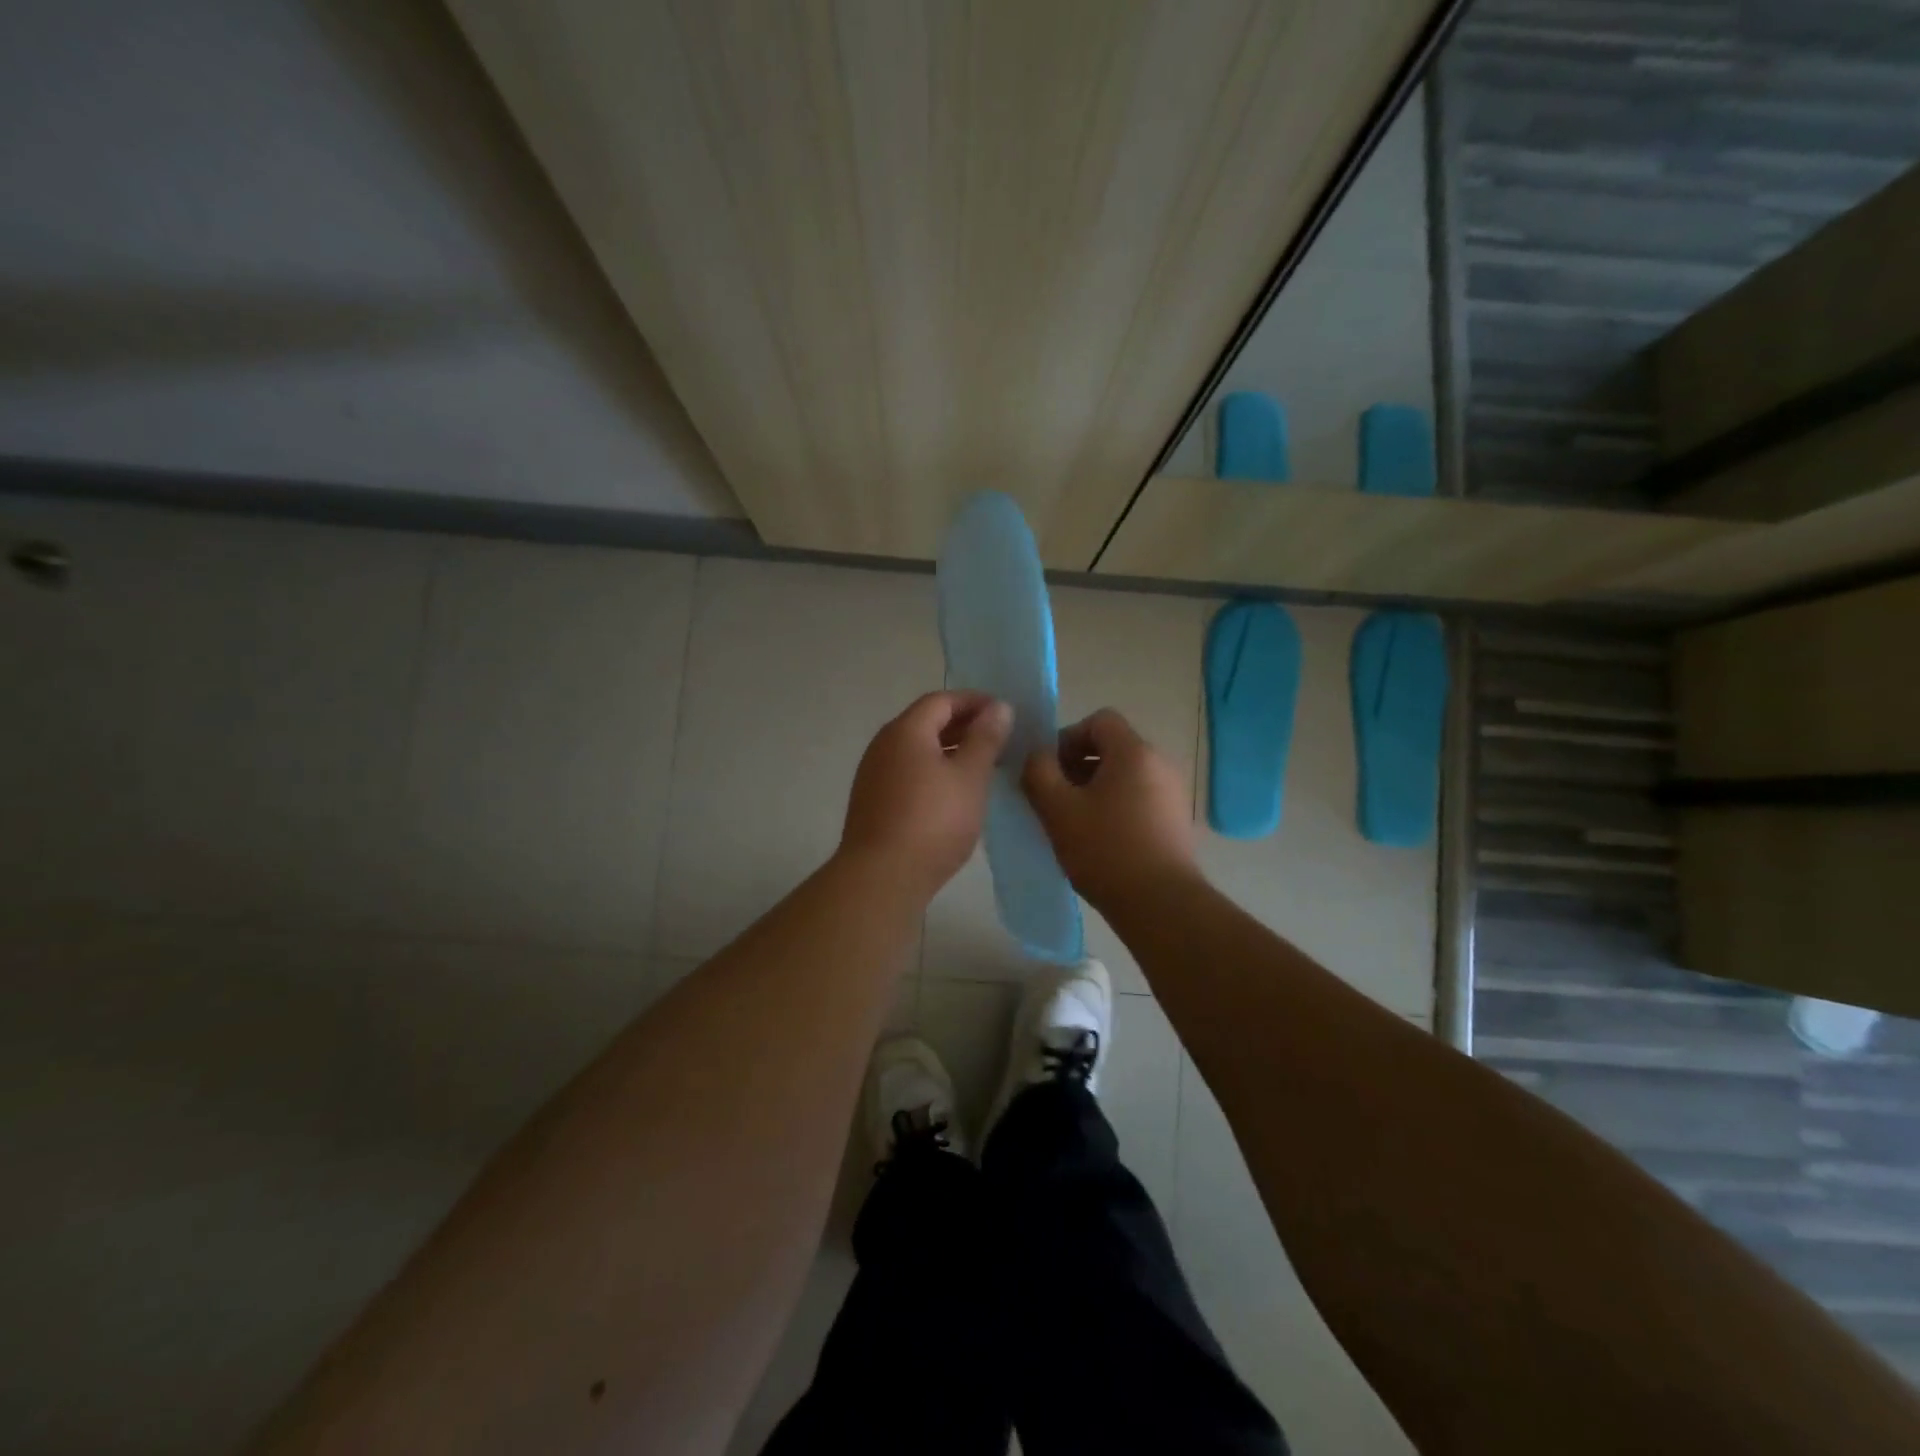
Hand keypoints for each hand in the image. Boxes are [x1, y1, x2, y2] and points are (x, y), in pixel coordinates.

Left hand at [839, 691, 1012, 897]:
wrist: (881, 877)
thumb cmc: (933, 821)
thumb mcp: (970, 776)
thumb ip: (986, 739)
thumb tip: (999, 707)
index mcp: (906, 731)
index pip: (942, 700)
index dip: (974, 702)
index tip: (1004, 713)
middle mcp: (883, 745)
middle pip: (926, 722)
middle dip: (963, 726)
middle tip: (998, 740)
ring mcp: (873, 775)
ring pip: (917, 750)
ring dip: (949, 751)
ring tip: (981, 767)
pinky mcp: (872, 803)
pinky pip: (908, 773)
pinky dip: (933, 772)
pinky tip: (953, 795)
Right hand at [1021, 708, 1198, 909]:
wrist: (1160, 904)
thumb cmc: (1105, 849)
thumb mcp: (1057, 809)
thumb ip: (1038, 771)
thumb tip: (1038, 756)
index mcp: (1134, 752)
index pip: (1100, 720)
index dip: (1068, 737)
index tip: (1050, 769)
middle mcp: (1161, 764)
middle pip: (1113, 747)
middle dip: (1078, 765)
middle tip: (1055, 798)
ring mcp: (1174, 794)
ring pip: (1125, 775)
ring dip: (1095, 789)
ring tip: (1074, 822)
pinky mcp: (1177, 821)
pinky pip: (1140, 799)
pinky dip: (1117, 807)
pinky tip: (1101, 840)